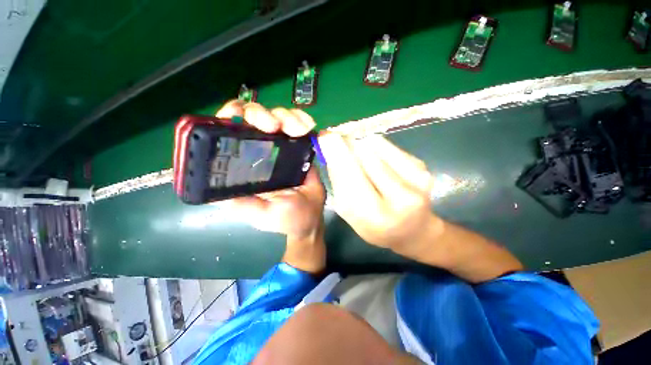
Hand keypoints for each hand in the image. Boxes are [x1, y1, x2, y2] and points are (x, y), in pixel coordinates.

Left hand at [215, 100, 325, 242]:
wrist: (313, 216)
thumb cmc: (287, 217)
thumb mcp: (261, 215)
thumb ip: (241, 204)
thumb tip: (211, 191)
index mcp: (245, 164)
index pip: (228, 131)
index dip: (228, 117)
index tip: (237, 117)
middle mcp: (261, 150)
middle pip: (253, 115)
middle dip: (260, 114)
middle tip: (274, 127)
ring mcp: (283, 145)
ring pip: (277, 115)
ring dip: (286, 117)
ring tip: (298, 131)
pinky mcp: (301, 145)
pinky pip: (300, 123)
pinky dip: (302, 119)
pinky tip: (308, 127)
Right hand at [318, 133, 440, 252]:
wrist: (413, 229)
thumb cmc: (374, 225)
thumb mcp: (349, 212)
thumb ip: (339, 183)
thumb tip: (331, 151)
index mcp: (375, 216)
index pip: (350, 175)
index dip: (336, 152)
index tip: (324, 136)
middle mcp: (399, 197)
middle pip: (364, 156)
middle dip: (345, 144)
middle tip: (334, 140)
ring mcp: (416, 180)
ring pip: (376, 146)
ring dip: (359, 145)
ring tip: (354, 153)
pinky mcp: (422, 167)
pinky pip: (388, 145)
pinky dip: (374, 146)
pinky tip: (373, 156)